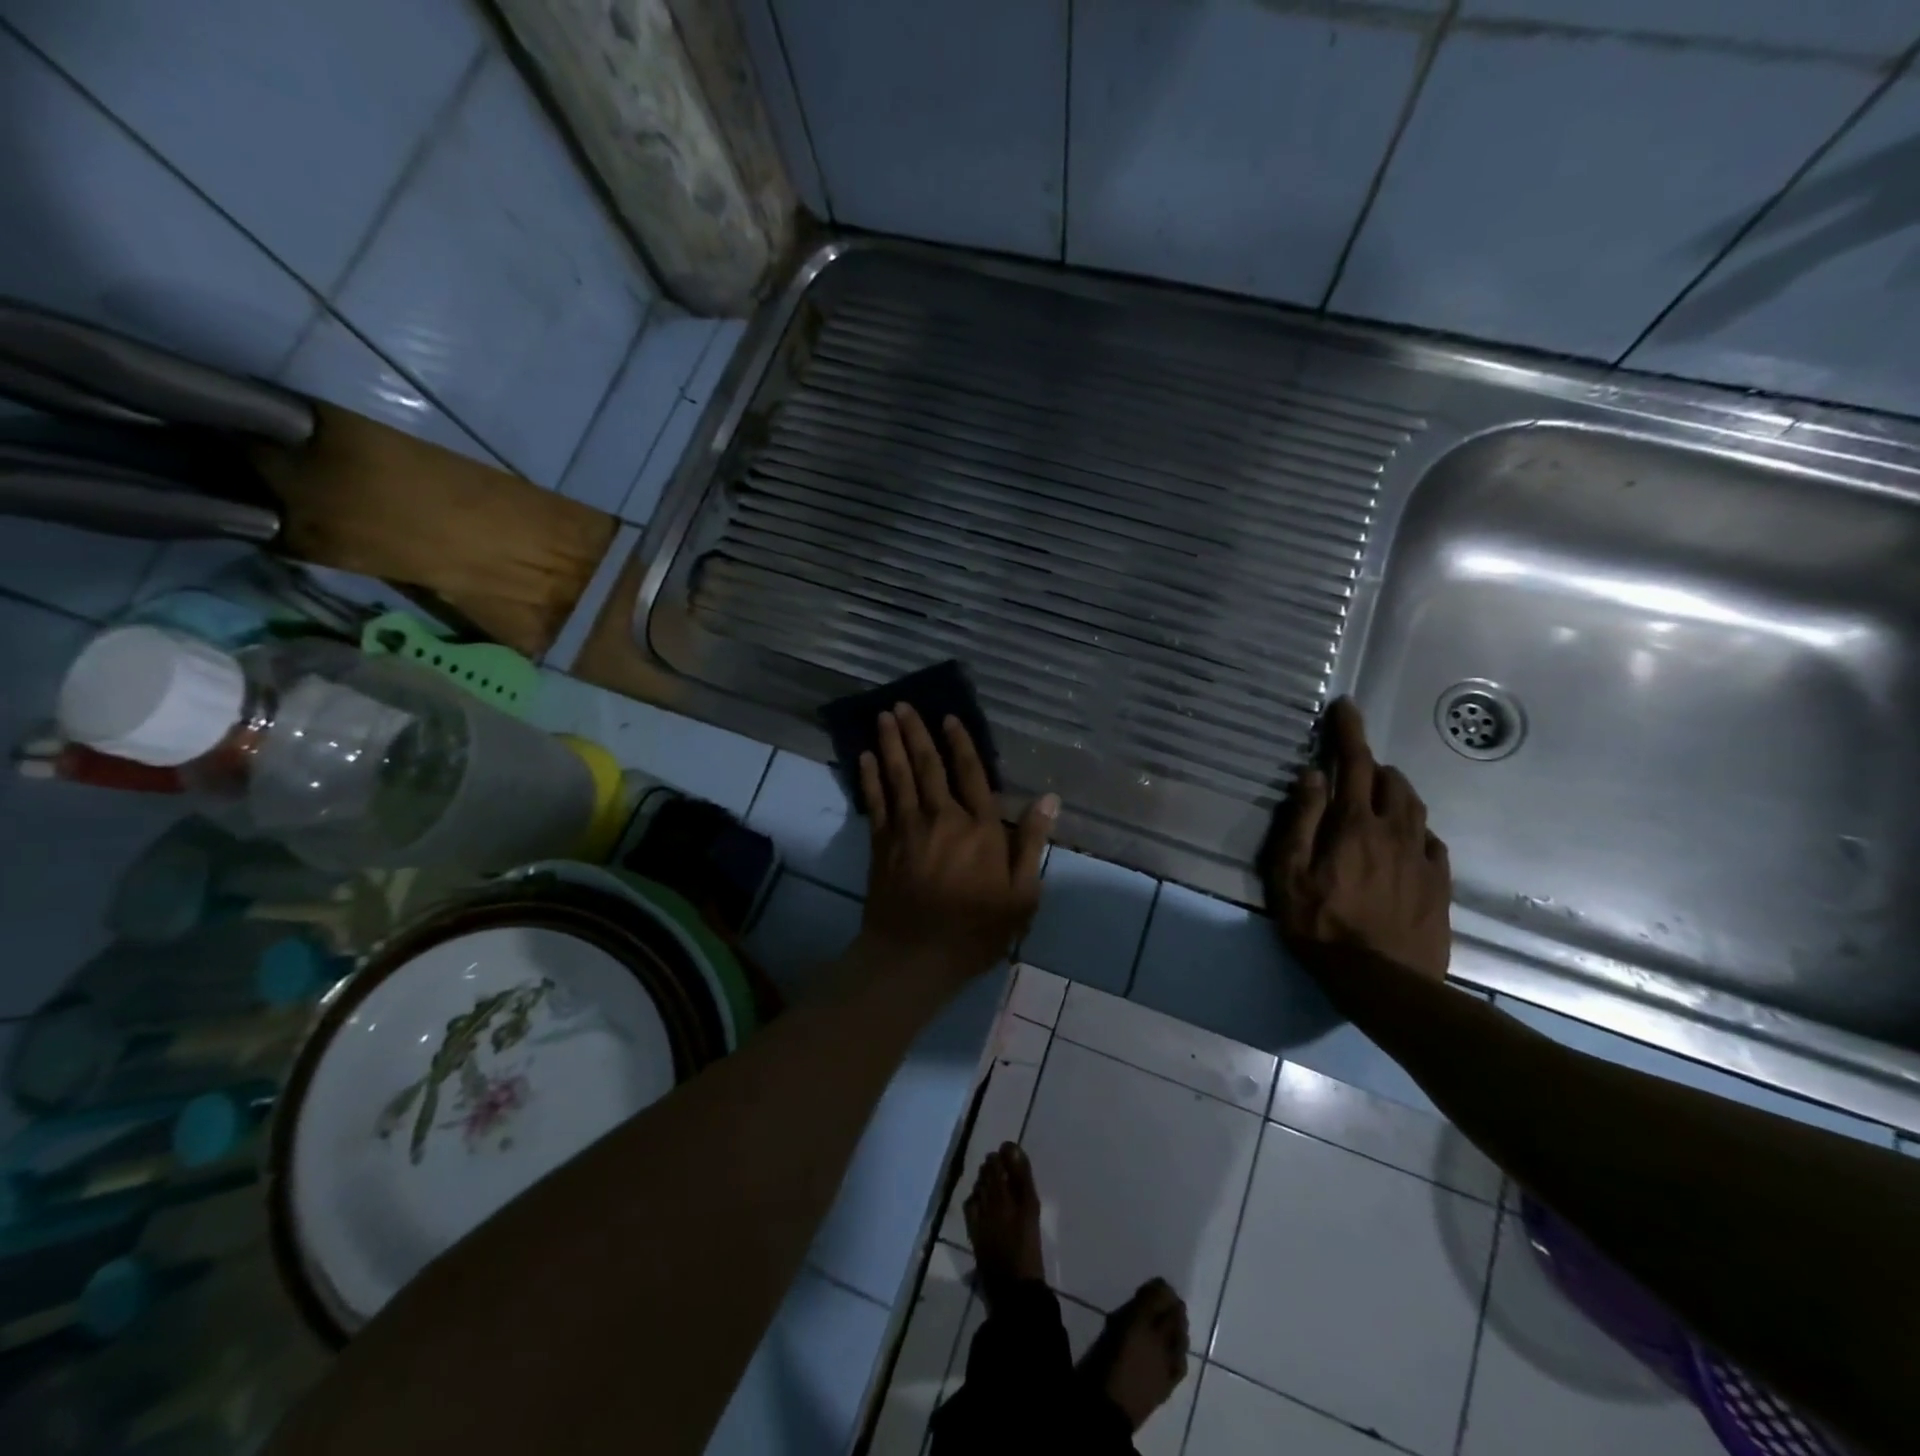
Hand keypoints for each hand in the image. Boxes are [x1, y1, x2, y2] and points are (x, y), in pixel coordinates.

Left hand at [856, 703, 1058, 986]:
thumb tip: (1049, 799)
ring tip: (884, 715)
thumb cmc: (976, 930)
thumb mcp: (1022, 895)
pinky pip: (875, 801)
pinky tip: (865, 756)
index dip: (960, 743)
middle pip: (928, 765)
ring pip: (898, 775)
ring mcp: (907, 828)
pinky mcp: (881, 843)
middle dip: (917, 732)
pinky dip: (869, 776)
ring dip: (891, 742)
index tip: (949, 717)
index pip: (971, 774)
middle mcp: (942, 817)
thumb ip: (1032, 844)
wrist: (915, 956)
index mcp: (979, 828)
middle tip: (903, 703)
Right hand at [1267, 697, 1451, 980]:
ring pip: (1416, 807)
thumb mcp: (1288, 875)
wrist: (1384, 983)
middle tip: (1352, 766)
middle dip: (1372, 764)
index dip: (1349, 731)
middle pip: (1391, 782)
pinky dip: (1416, 826)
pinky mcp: (1439, 884)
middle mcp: (1394, 831)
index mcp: (1354, 825)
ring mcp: (1422, 858)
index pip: (1353, 764)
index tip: (1346, 706)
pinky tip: (1406, 838)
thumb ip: (1300, 821)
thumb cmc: (1321, 926)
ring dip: (1396, 790)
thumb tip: (1312, 775)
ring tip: (1378, 793)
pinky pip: (1432, 840)